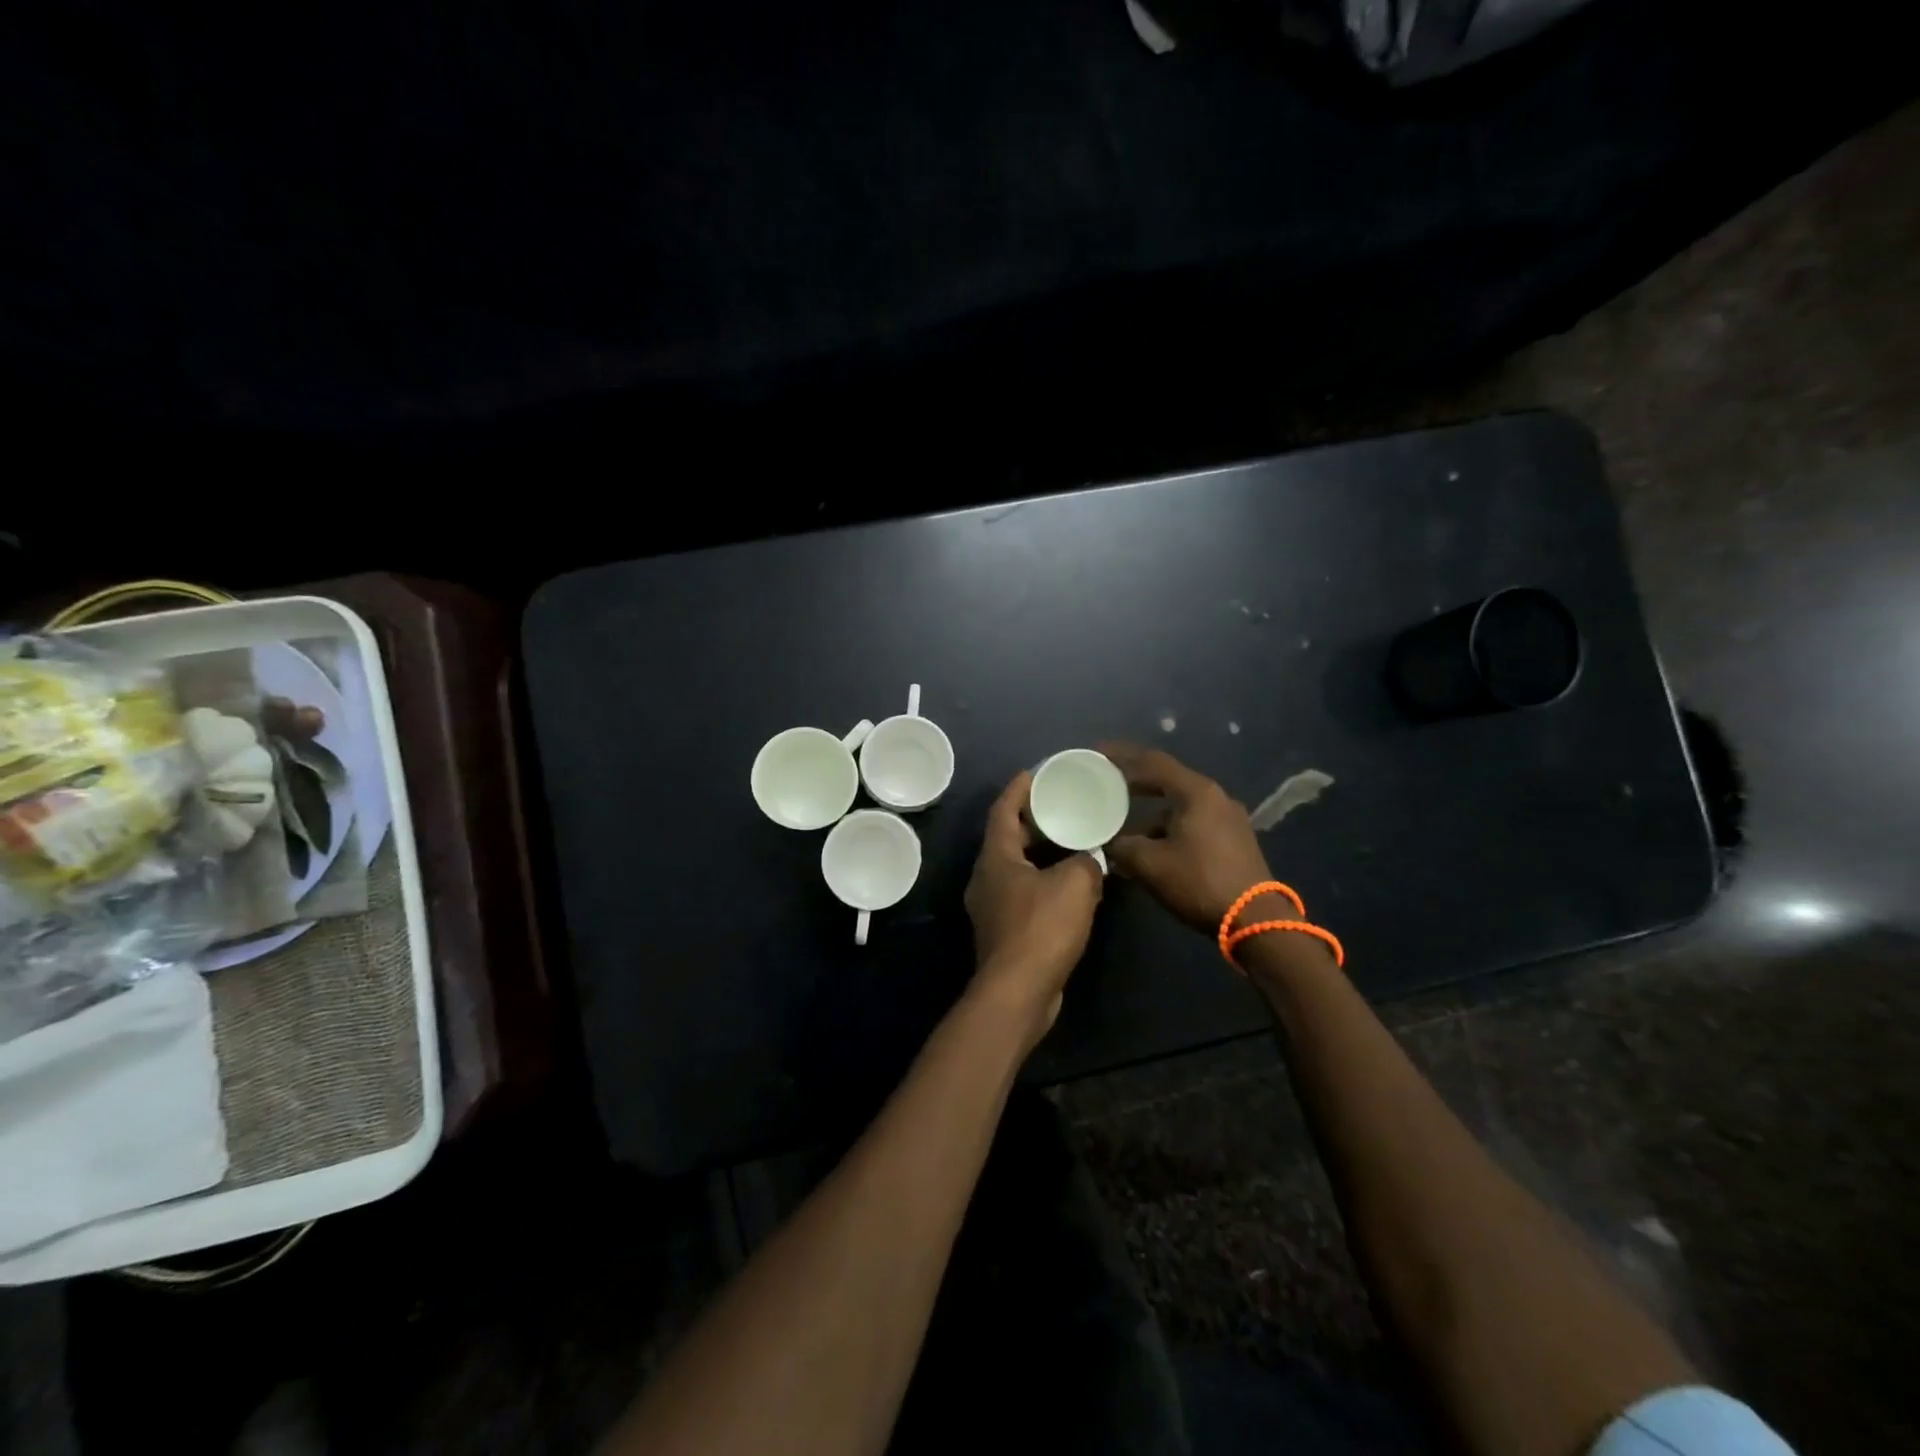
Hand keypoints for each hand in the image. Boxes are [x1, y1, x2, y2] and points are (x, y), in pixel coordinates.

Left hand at [964, 771, 1103, 1045]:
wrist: (1018, 993)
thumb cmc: (1041, 929)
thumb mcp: (1075, 884)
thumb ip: (1087, 861)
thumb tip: (1092, 858)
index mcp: (996, 857)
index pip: (1003, 809)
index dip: (1019, 788)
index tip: (1036, 771)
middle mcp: (987, 877)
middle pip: (1008, 837)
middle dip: (1033, 820)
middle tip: (1062, 805)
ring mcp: (992, 906)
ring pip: (1017, 867)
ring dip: (1042, 853)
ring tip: (1072, 841)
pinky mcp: (1004, 931)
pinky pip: (1024, 893)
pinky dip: (1044, 881)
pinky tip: (1071, 885)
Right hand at [1099, 742, 1278, 934]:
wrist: (1256, 920)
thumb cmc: (1199, 882)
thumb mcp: (1150, 864)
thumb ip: (1122, 846)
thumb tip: (1106, 842)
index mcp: (1196, 792)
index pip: (1152, 762)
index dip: (1121, 755)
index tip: (1097, 753)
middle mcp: (1215, 797)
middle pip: (1167, 779)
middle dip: (1135, 781)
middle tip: (1106, 782)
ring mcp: (1228, 818)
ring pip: (1180, 805)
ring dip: (1150, 812)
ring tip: (1123, 825)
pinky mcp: (1233, 839)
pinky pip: (1192, 821)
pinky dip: (1167, 827)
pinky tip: (1150, 847)